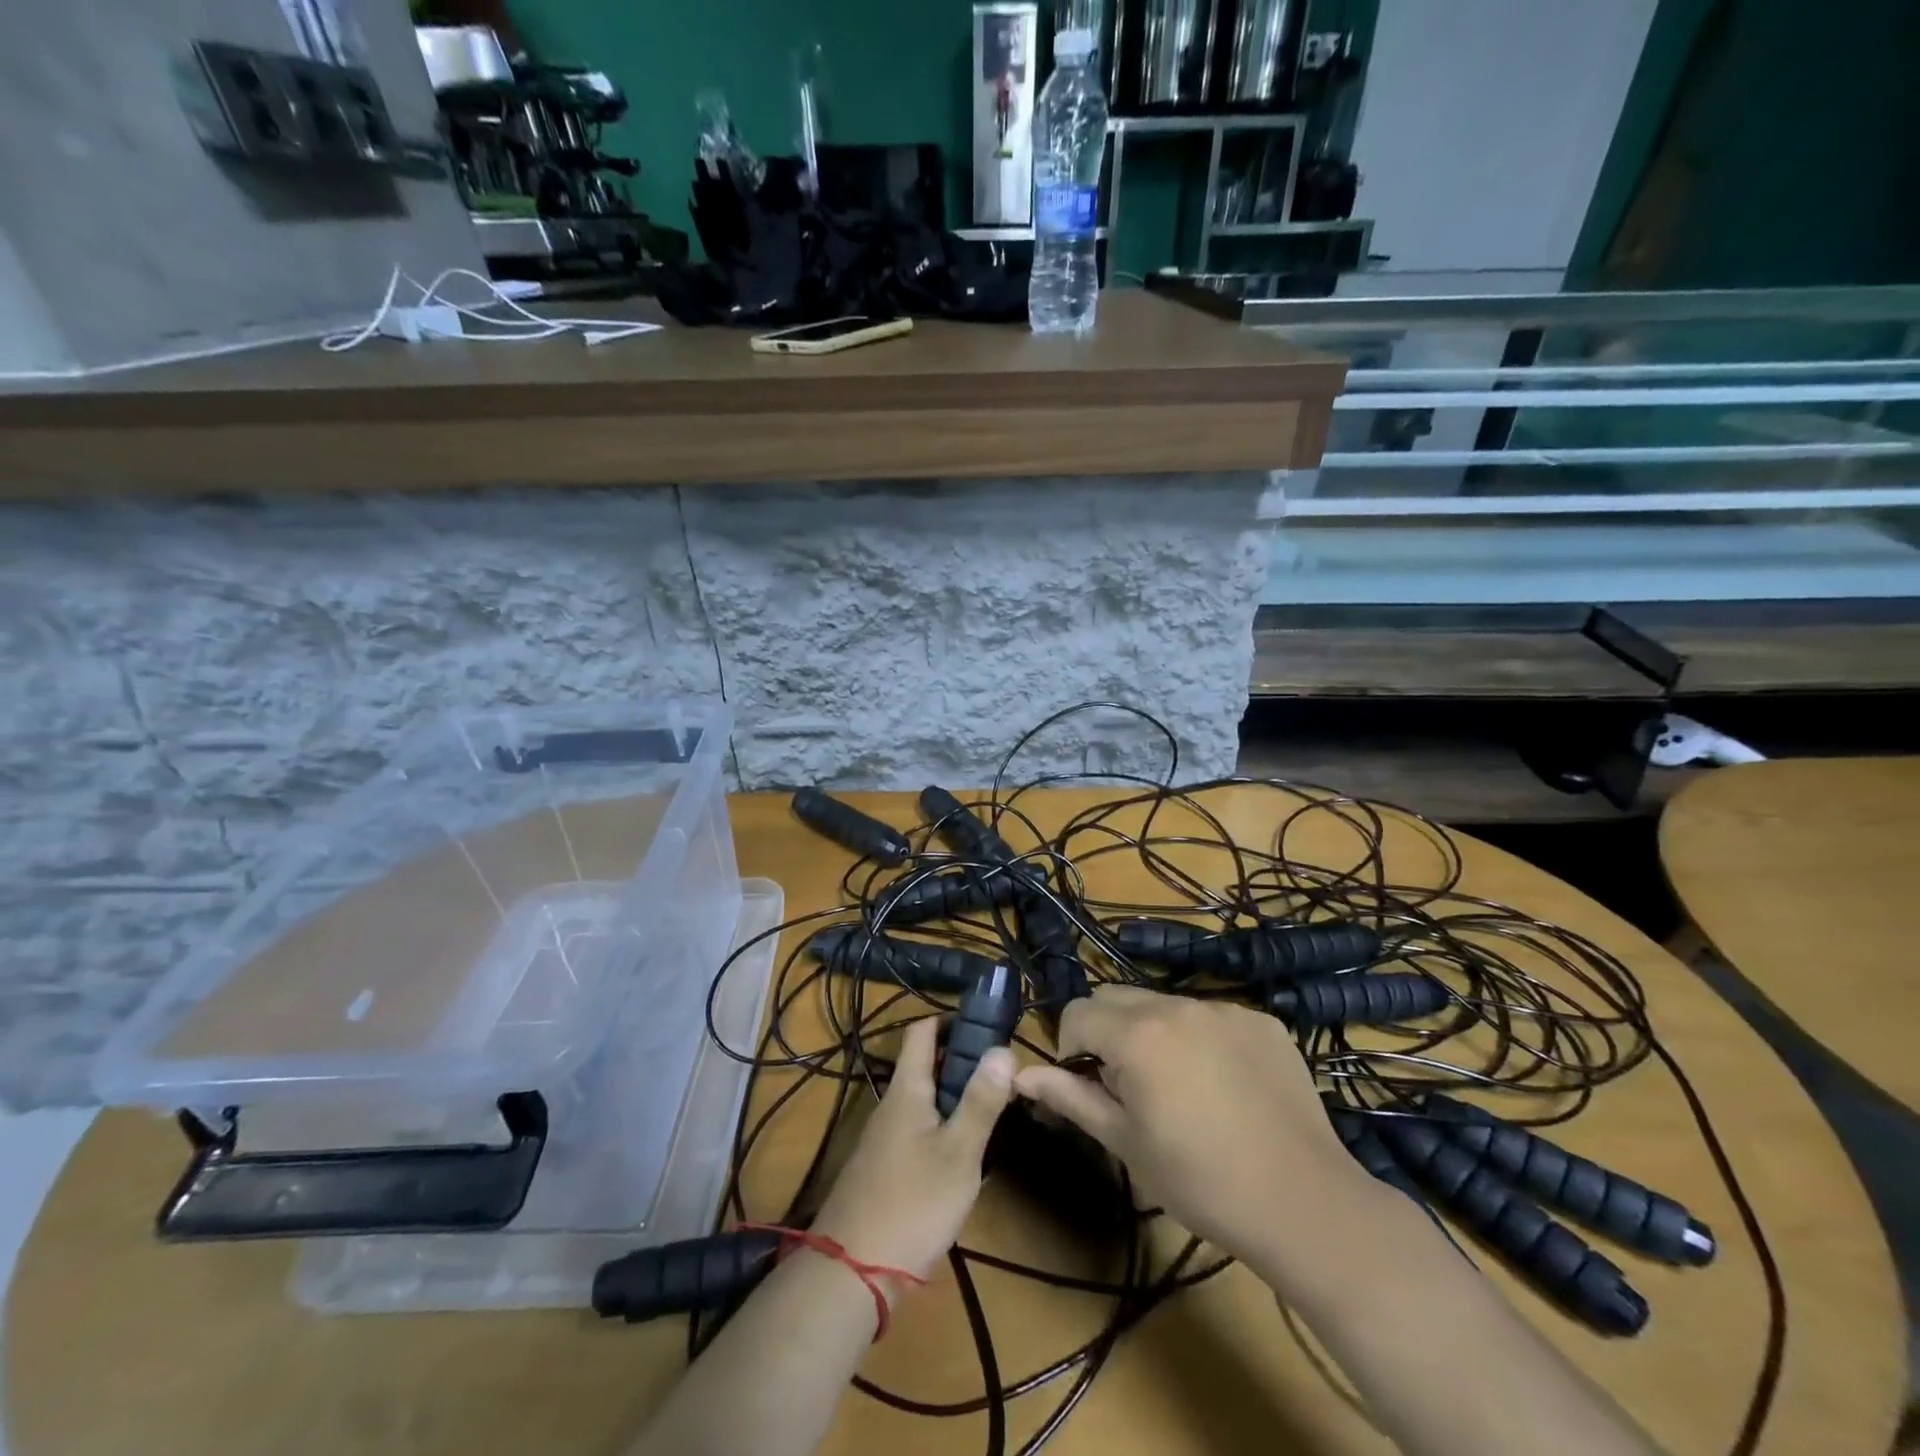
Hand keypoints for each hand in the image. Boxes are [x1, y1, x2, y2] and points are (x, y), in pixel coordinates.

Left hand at [810, 1016, 1013, 1281]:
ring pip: (923, 1101)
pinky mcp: (883, 1169)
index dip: (951, 1020)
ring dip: (955, 1098)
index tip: (987, 1025)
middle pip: (925, 1066)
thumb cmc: (912, 1204)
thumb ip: (981, 1102)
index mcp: (907, 1089)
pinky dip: (942, 1129)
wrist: (851, 1273)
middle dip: (962, 1063)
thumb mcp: (959, 1154)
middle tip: (1004, 1074)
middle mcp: (891, 1105)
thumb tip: (1002, 1048)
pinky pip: (917, 1131)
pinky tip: (964, 1155)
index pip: (922, 1032)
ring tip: (994, 1110)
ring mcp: (883, 1138)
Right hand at [1015, 986, 1370, 1258]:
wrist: (1304, 1203)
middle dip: (1106, 1032)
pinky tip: (1223, 1085)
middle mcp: (1177, 1005)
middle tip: (1127, 1086)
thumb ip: (1071, 1097)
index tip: (1088, 1085)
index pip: (1077, 1012)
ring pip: (1164, 1004)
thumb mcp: (1126, 1143)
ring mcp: (1224, 1008)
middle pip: (1117, 998)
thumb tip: (1020, 1074)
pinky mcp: (1260, 1021)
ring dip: (1153, 1032)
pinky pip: (1210, 1015)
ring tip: (1178, 1087)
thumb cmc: (1200, 1181)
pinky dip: (1200, 1038)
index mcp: (1137, 1034)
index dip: (1070, 1047)